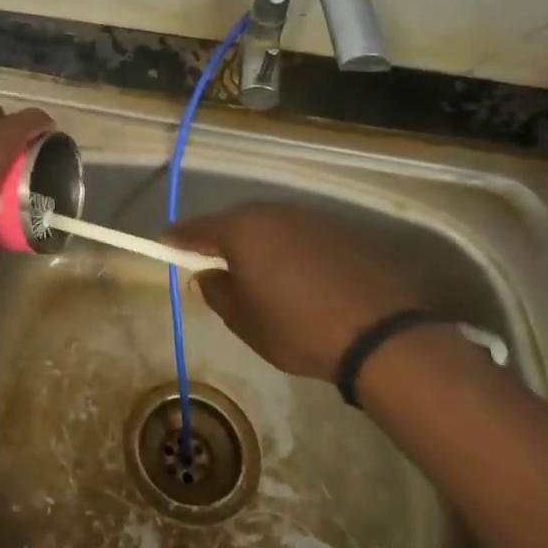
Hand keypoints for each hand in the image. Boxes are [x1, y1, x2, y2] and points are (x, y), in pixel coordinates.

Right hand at [167, 202, 416, 379]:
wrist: (382, 335)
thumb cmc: (300, 330)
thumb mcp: (246, 323)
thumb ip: (218, 294)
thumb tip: (207, 276)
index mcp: (242, 231)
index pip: (198, 229)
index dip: (179, 238)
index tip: (165, 243)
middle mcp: (273, 213)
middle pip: (236, 221)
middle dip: (222, 238)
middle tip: (213, 261)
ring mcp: (310, 217)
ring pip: (271, 225)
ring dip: (259, 242)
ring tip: (258, 269)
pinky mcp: (341, 230)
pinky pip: (300, 234)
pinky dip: (290, 248)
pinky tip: (298, 273)